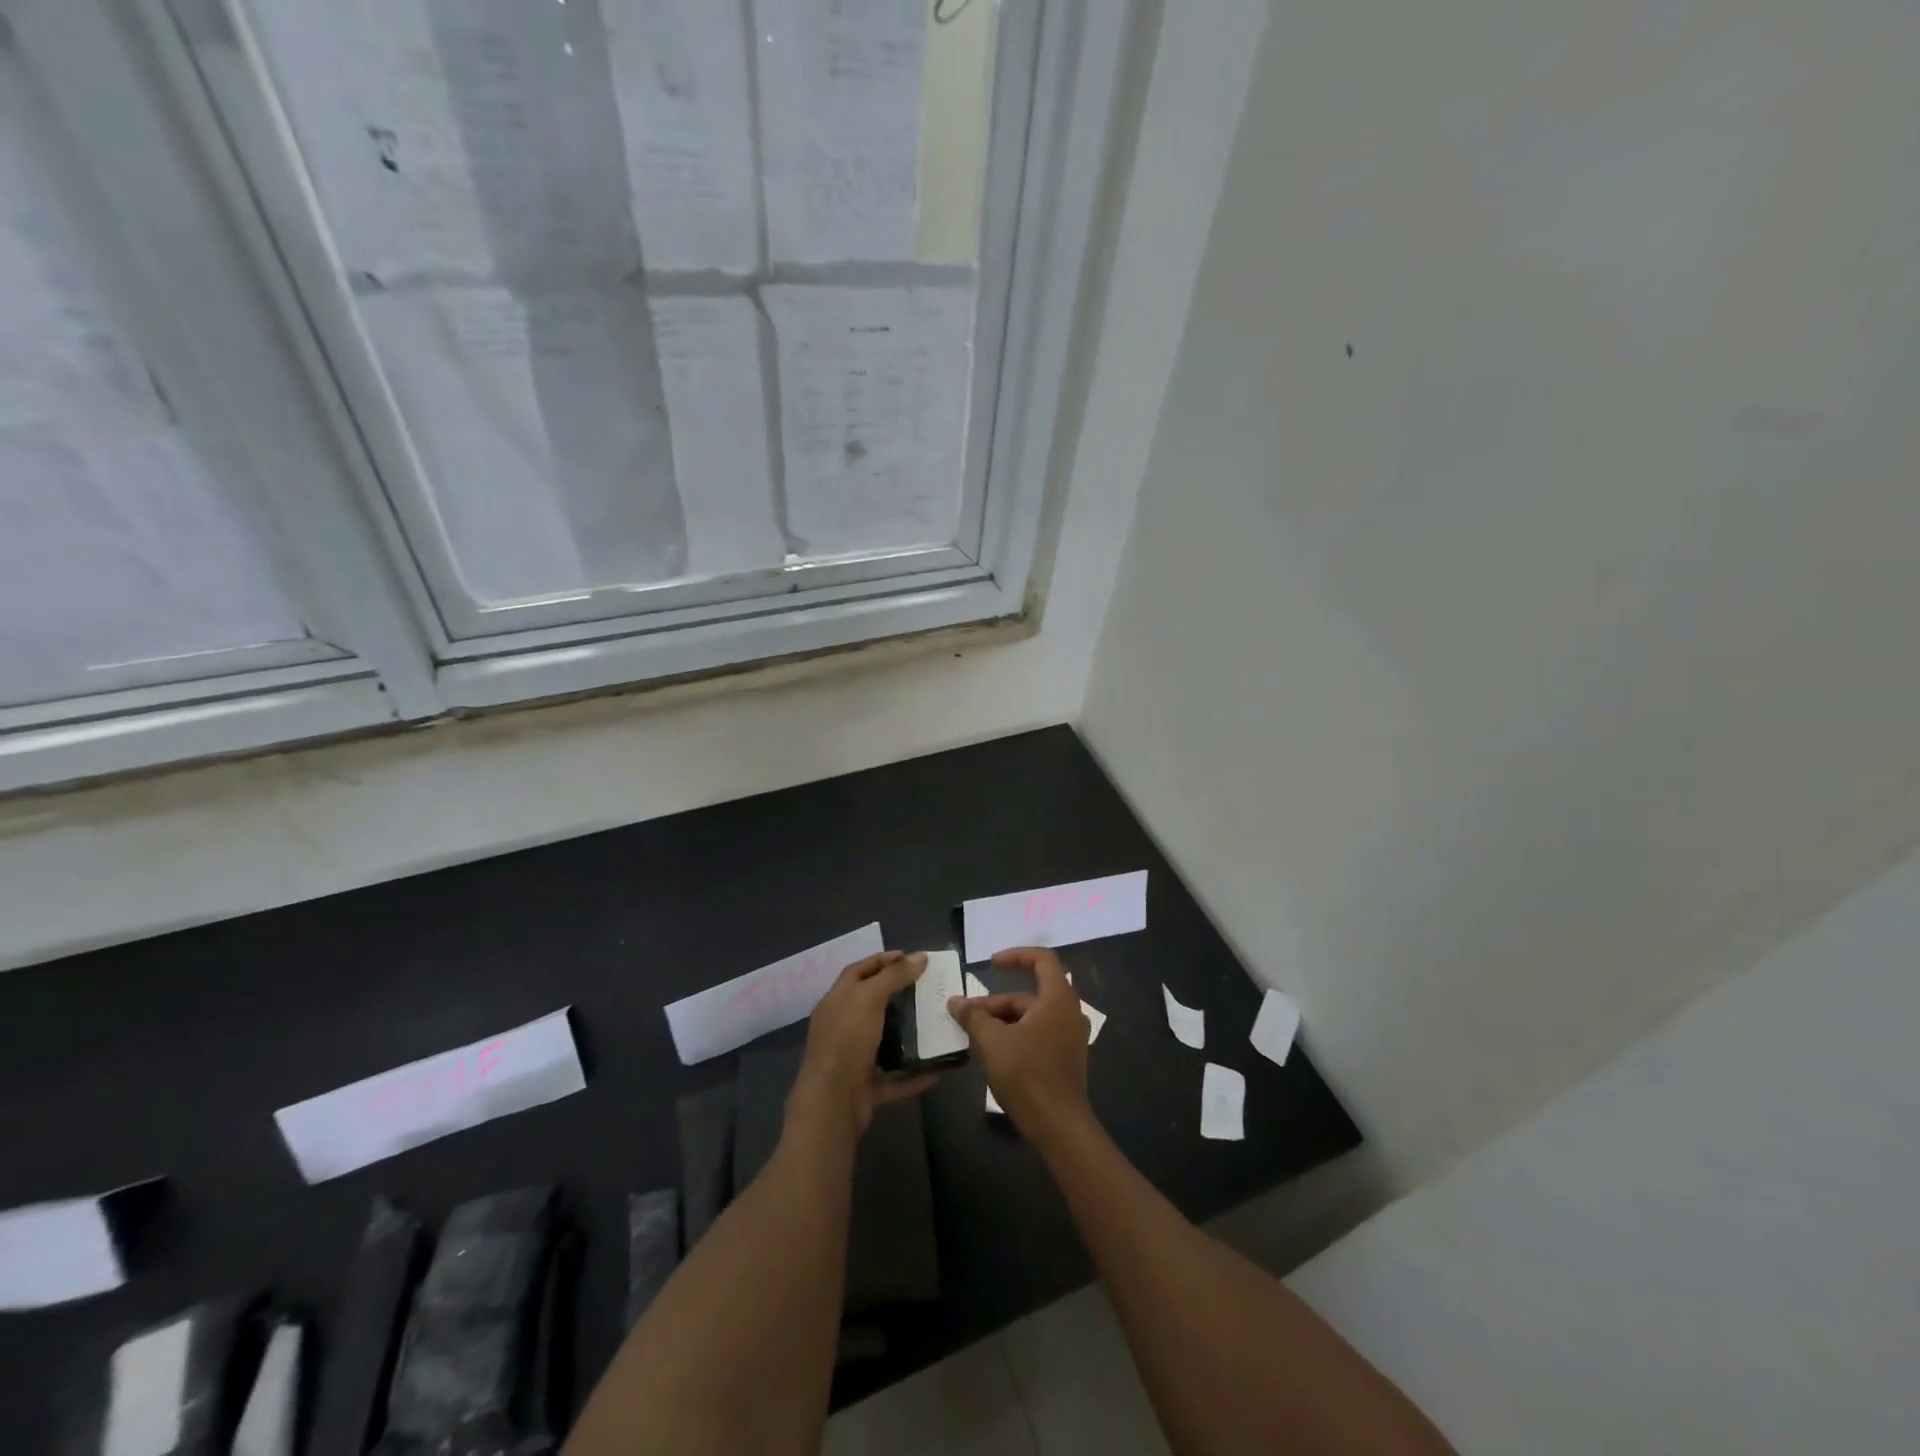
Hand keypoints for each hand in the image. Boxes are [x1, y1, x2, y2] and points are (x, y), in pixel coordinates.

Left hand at [788, 951, 938, 1141]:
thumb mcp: (868, 998)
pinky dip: (918, 1072)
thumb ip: (893, 976)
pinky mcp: (868, 1087)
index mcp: (836, 1002)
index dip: (882, 960)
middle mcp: (843, 1027)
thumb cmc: (846, 1040)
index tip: (910, 956)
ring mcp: (854, 1059)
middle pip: (872, 1004)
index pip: (858, 971)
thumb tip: (920, 956)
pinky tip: (942, 1066)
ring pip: (885, 1041)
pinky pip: (898, 1077)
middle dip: (899, 994)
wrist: (832, 1103)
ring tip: (937, 1020)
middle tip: (929, 987)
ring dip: (909, 1033)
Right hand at [948, 947, 1092, 1142]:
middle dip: (997, 1001)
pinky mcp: (1066, 1057)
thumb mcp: (992, 1042)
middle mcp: (1069, 1012)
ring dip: (1003, 1020)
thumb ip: (973, 1016)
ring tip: (974, 1035)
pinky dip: (1016, 1034)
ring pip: (1032, 1016)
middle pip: (1031, 993)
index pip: (1042, 959)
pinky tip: (994, 1052)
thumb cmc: (1027, 1075)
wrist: (1059, 1127)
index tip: (991, 965)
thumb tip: (955, 1001)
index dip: (1016, 956)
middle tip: (969, 1014)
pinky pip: (1038, 1033)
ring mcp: (1070, 1036)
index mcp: (1058, 999)